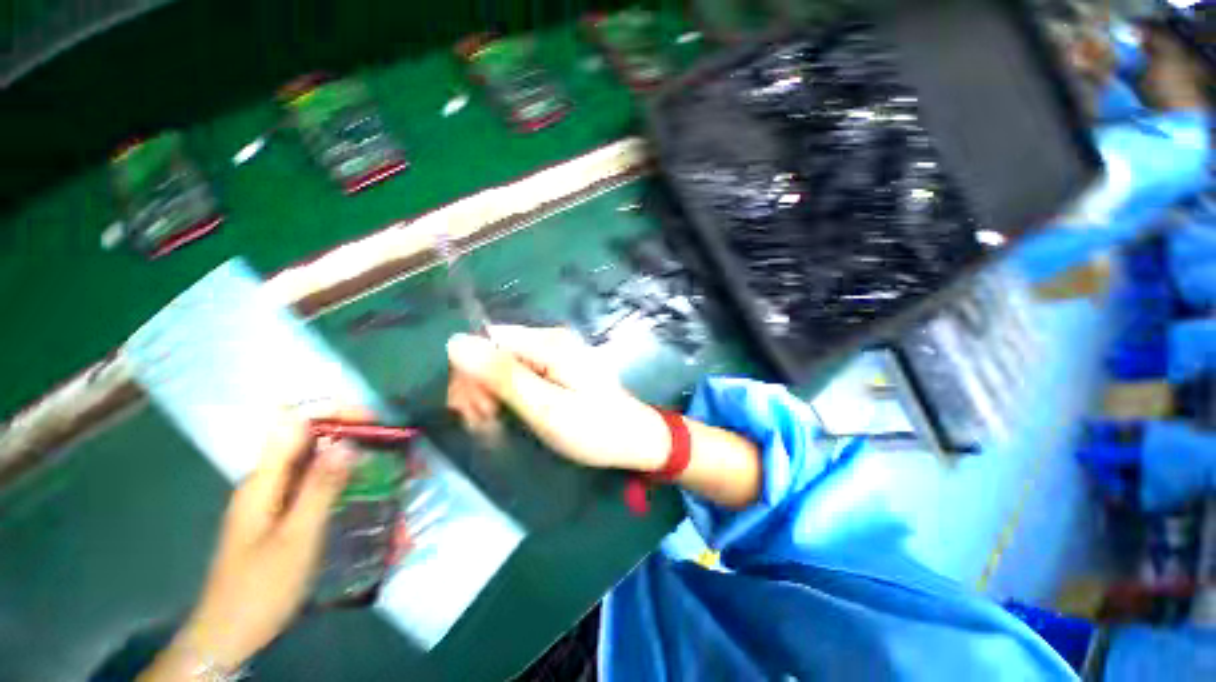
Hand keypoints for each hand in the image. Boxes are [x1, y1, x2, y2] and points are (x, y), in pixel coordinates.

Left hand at [140, 406, 367, 679]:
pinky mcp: (277, 512)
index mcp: (262, 480)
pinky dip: (335, 471)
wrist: (229, 633)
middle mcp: (264, 480)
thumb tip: (349, 442)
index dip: (334, 412)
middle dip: (345, 429)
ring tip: (379, 455)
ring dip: (343, 450)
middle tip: (384, 437)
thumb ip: (321, 487)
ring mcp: (269, 497)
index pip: (296, 423)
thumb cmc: (261, 587)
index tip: (373, 420)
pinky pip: (309, 478)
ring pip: (308, 457)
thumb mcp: (297, 538)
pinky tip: (356, 482)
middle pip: (303, 436)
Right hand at [446, 326, 670, 471]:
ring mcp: (554, 353)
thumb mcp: (546, 408)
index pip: (486, 341)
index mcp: (548, 343)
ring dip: (490, 395)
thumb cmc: (594, 429)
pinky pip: (517, 374)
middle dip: (479, 388)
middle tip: (486, 425)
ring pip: (501, 365)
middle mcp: (549, 340)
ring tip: (496, 426)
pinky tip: (508, 416)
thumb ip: (503, 376)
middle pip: (492, 352)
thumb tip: (455, 342)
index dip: (470, 374)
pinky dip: (506, 396)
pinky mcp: (556, 367)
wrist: (634, 439)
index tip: (475, 411)